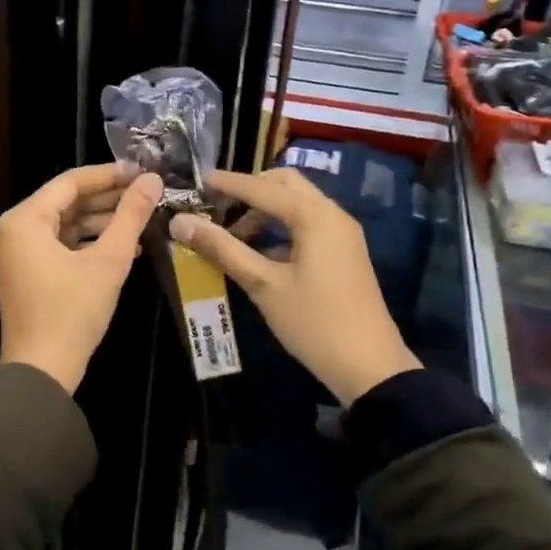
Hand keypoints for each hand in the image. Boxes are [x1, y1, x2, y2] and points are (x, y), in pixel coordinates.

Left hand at [0, 162, 163, 392]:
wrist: (42, 371)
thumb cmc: (72, 312)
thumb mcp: (108, 261)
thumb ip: (131, 216)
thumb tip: (152, 180)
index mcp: (24, 220)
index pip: (70, 182)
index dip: (108, 175)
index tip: (142, 172)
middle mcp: (13, 230)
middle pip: (65, 202)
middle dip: (107, 199)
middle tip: (146, 194)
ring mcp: (16, 253)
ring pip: (63, 225)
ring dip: (100, 222)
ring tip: (142, 219)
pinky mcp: (25, 273)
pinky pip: (58, 245)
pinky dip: (87, 243)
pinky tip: (123, 246)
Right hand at [168, 167, 419, 405]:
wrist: (370, 367)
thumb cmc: (314, 322)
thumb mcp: (263, 285)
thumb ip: (222, 249)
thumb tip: (180, 222)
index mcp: (314, 216)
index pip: (262, 187)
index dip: (228, 183)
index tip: (198, 182)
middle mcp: (332, 215)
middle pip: (286, 184)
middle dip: (250, 190)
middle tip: (217, 207)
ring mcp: (341, 234)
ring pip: (297, 204)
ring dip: (263, 211)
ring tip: (231, 236)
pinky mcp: (343, 253)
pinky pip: (307, 225)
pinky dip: (279, 228)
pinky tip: (257, 254)